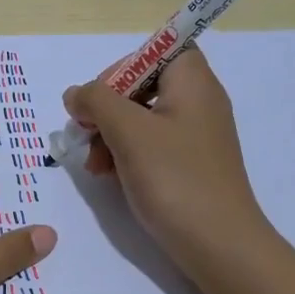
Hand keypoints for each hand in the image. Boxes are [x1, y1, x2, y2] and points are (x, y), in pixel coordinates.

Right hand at [63, 47, 269, 275]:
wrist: (219, 244)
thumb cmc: (175, 178)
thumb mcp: (128, 132)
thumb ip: (96, 101)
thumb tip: (76, 93)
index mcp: (192, 82)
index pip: (158, 49)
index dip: (123, 66)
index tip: (99, 96)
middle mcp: (198, 101)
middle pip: (144, 84)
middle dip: (107, 107)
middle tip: (85, 133)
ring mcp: (195, 135)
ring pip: (142, 118)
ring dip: (110, 135)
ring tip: (94, 165)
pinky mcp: (189, 164)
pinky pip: (151, 145)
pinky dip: (126, 154)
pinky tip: (109, 176)